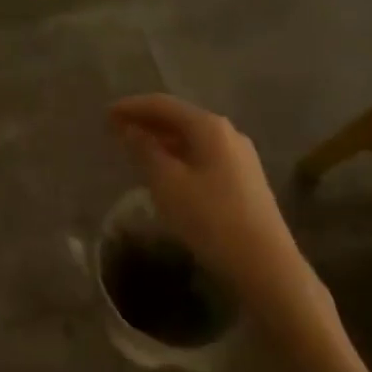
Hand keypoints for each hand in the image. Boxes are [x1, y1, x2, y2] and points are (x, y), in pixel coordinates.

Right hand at [109, 95, 319, 312]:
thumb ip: (145, 150)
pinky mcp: (244, 180)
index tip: (105, 114)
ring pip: (191, 138)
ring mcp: (240, 157)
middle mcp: (227, 133)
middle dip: (146, 121)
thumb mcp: (167, 183)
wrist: (267, 267)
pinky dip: (178, 155)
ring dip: (161, 139)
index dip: (132, 107)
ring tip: (134, 149)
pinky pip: (202, 155)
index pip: (163, 105)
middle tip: (115, 130)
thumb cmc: (211, 219)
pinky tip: (164, 171)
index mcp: (209, 127)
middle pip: (179, 118)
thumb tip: (131, 129)